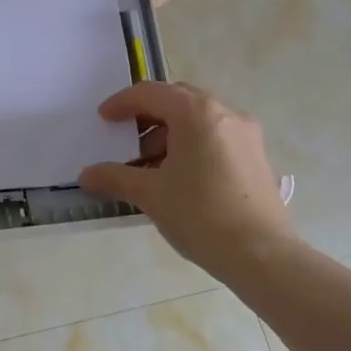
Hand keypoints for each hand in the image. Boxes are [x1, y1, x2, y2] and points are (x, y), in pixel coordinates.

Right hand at [79, 82, 299, 277]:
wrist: (263, 256)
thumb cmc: (201, 215)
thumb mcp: (150, 194)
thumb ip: (114, 177)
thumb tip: (86, 175)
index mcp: (197, 113)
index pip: (150, 93)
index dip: (122, 103)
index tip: (103, 120)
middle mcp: (225, 113)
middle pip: (177, 99)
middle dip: (147, 115)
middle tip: (126, 138)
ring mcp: (245, 134)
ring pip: (198, 118)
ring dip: (169, 133)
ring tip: (149, 165)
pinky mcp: (256, 156)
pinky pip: (215, 135)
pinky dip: (191, 144)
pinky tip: (177, 176)